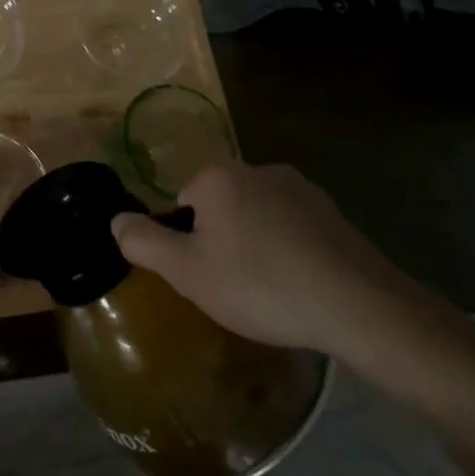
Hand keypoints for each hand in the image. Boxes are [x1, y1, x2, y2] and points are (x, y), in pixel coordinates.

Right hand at [111, 160, 418, 355]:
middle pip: (220, 207)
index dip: (189, 243)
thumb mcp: (186, 271)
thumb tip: (115, 219)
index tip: (208, 275)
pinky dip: (289, 251)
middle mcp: (258, 169)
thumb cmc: (259, 284)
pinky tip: (301, 285)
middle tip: (235, 286)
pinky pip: (293, 229)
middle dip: (222, 241)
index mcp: (218, 177)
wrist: (358, 306)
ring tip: (270, 291)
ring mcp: (301, 189)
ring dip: (256, 245)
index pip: (183, 204)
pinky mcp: (334, 213)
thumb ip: (142, 242)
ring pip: (257, 217)